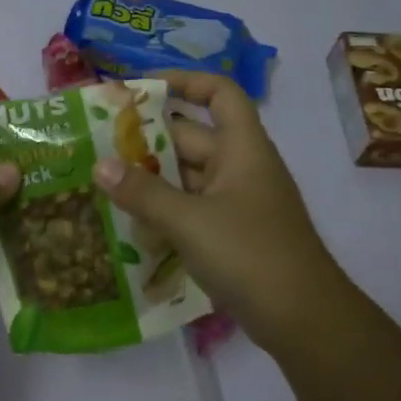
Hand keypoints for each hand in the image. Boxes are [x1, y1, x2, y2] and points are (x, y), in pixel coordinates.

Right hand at [90, 70, 339, 349]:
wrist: (303, 320)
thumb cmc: (250, 254)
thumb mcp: (190, 220)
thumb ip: (142, 192)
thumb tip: (99, 165)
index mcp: (242, 148)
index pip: (219, 93)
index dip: (183, 81)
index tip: (140, 88)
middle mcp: (240, 167)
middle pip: (191, 137)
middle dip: (146, 138)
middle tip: (97, 143)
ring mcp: (236, 203)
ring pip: (186, 177)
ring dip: (149, 178)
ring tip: (101, 180)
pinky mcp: (230, 234)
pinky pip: (189, 209)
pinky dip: (162, 210)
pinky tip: (126, 222)